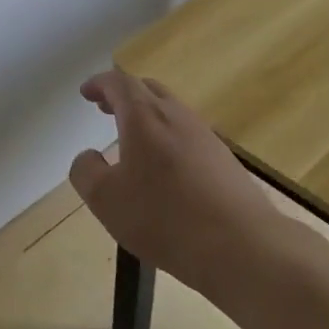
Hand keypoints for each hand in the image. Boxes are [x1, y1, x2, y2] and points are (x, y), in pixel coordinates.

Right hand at [68, 69, 271, 292]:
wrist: (242, 246)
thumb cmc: (164, 217)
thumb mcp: (106, 199)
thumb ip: (86, 171)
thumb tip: (88, 157)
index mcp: (144, 117)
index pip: (119, 83)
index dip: (100, 83)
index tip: (86, 92)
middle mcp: (177, 116)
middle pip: (148, 91)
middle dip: (123, 96)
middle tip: (106, 108)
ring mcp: (206, 137)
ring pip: (171, 112)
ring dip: (147, 117)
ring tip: (132, 140)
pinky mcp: (224, 161)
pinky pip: (188, 136)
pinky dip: (167, 139)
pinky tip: (164, 170)